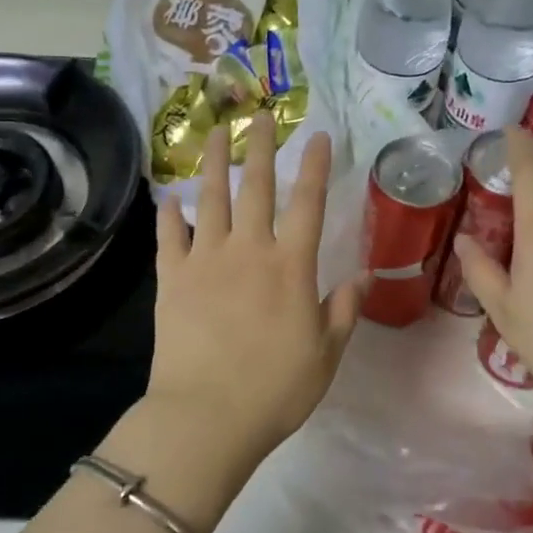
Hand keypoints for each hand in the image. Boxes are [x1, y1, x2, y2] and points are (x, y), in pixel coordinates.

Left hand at [144, 113, 362, 469]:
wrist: (207, 416)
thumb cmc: (276, 390)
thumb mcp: (326, 354)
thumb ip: (344, 309)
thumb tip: (364, 274)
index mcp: (291, 267)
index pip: (308, 204)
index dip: (315, 166)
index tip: (319, 136)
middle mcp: (248, 251)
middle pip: (256, 188)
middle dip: (260, 148)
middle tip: (259, 115)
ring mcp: (205, 260)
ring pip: (211, 200)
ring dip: (215, 164)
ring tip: (216, 134)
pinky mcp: (171, 279)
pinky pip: (168, 238)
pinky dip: (168, 216)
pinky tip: (170, 198)